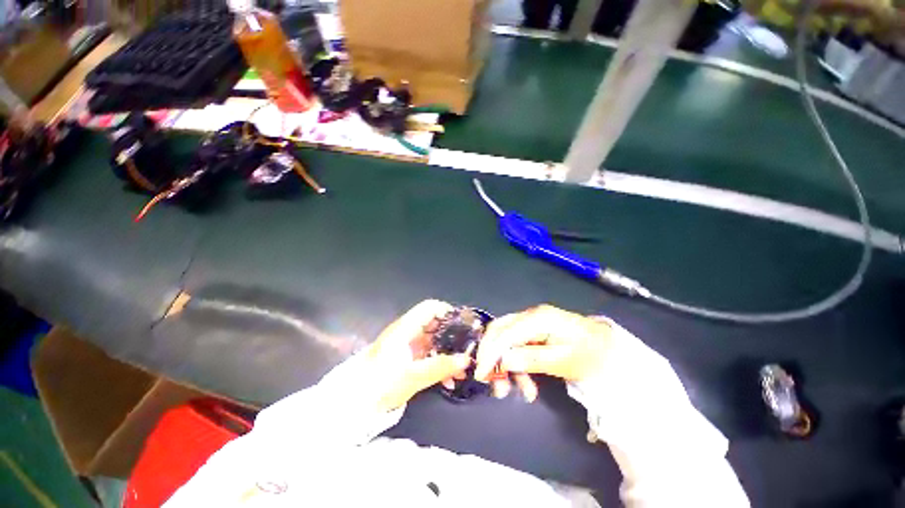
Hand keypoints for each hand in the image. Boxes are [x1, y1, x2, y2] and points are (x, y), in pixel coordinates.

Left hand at [366, 300, 471, 410]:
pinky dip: (437, 363)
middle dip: (451, 337)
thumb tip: (466, 359)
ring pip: (432, 342)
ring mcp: (405, 346)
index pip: (430, 307)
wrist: (353, 404)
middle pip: (434, 325)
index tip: (463, 325)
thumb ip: (441, 366)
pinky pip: (426, 355)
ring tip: (460, 371)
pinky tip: (447, 380)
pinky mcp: (404, 359)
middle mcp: (406, 332)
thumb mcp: (414, 376)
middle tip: (466, 351)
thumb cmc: (382, 384)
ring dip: (446, 354)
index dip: (447, 312)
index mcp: (405, 328)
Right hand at [474, 305, 611, 401]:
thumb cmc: (590, 355)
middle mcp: (529, 315)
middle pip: (498, 331)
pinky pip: (514, 345)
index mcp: (538, 318)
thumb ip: (531, 359)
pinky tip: (526, 384)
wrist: (608, 348)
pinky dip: (514, 364)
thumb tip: (502, 361)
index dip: (490, 353)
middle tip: (491, 382)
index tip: (481, 375)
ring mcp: (530, 322)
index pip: (505, 333)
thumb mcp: (563, 361)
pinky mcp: (532, 331)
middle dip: (491, 356)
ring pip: (504, 339)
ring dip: (504, 364)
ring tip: (515, 391)